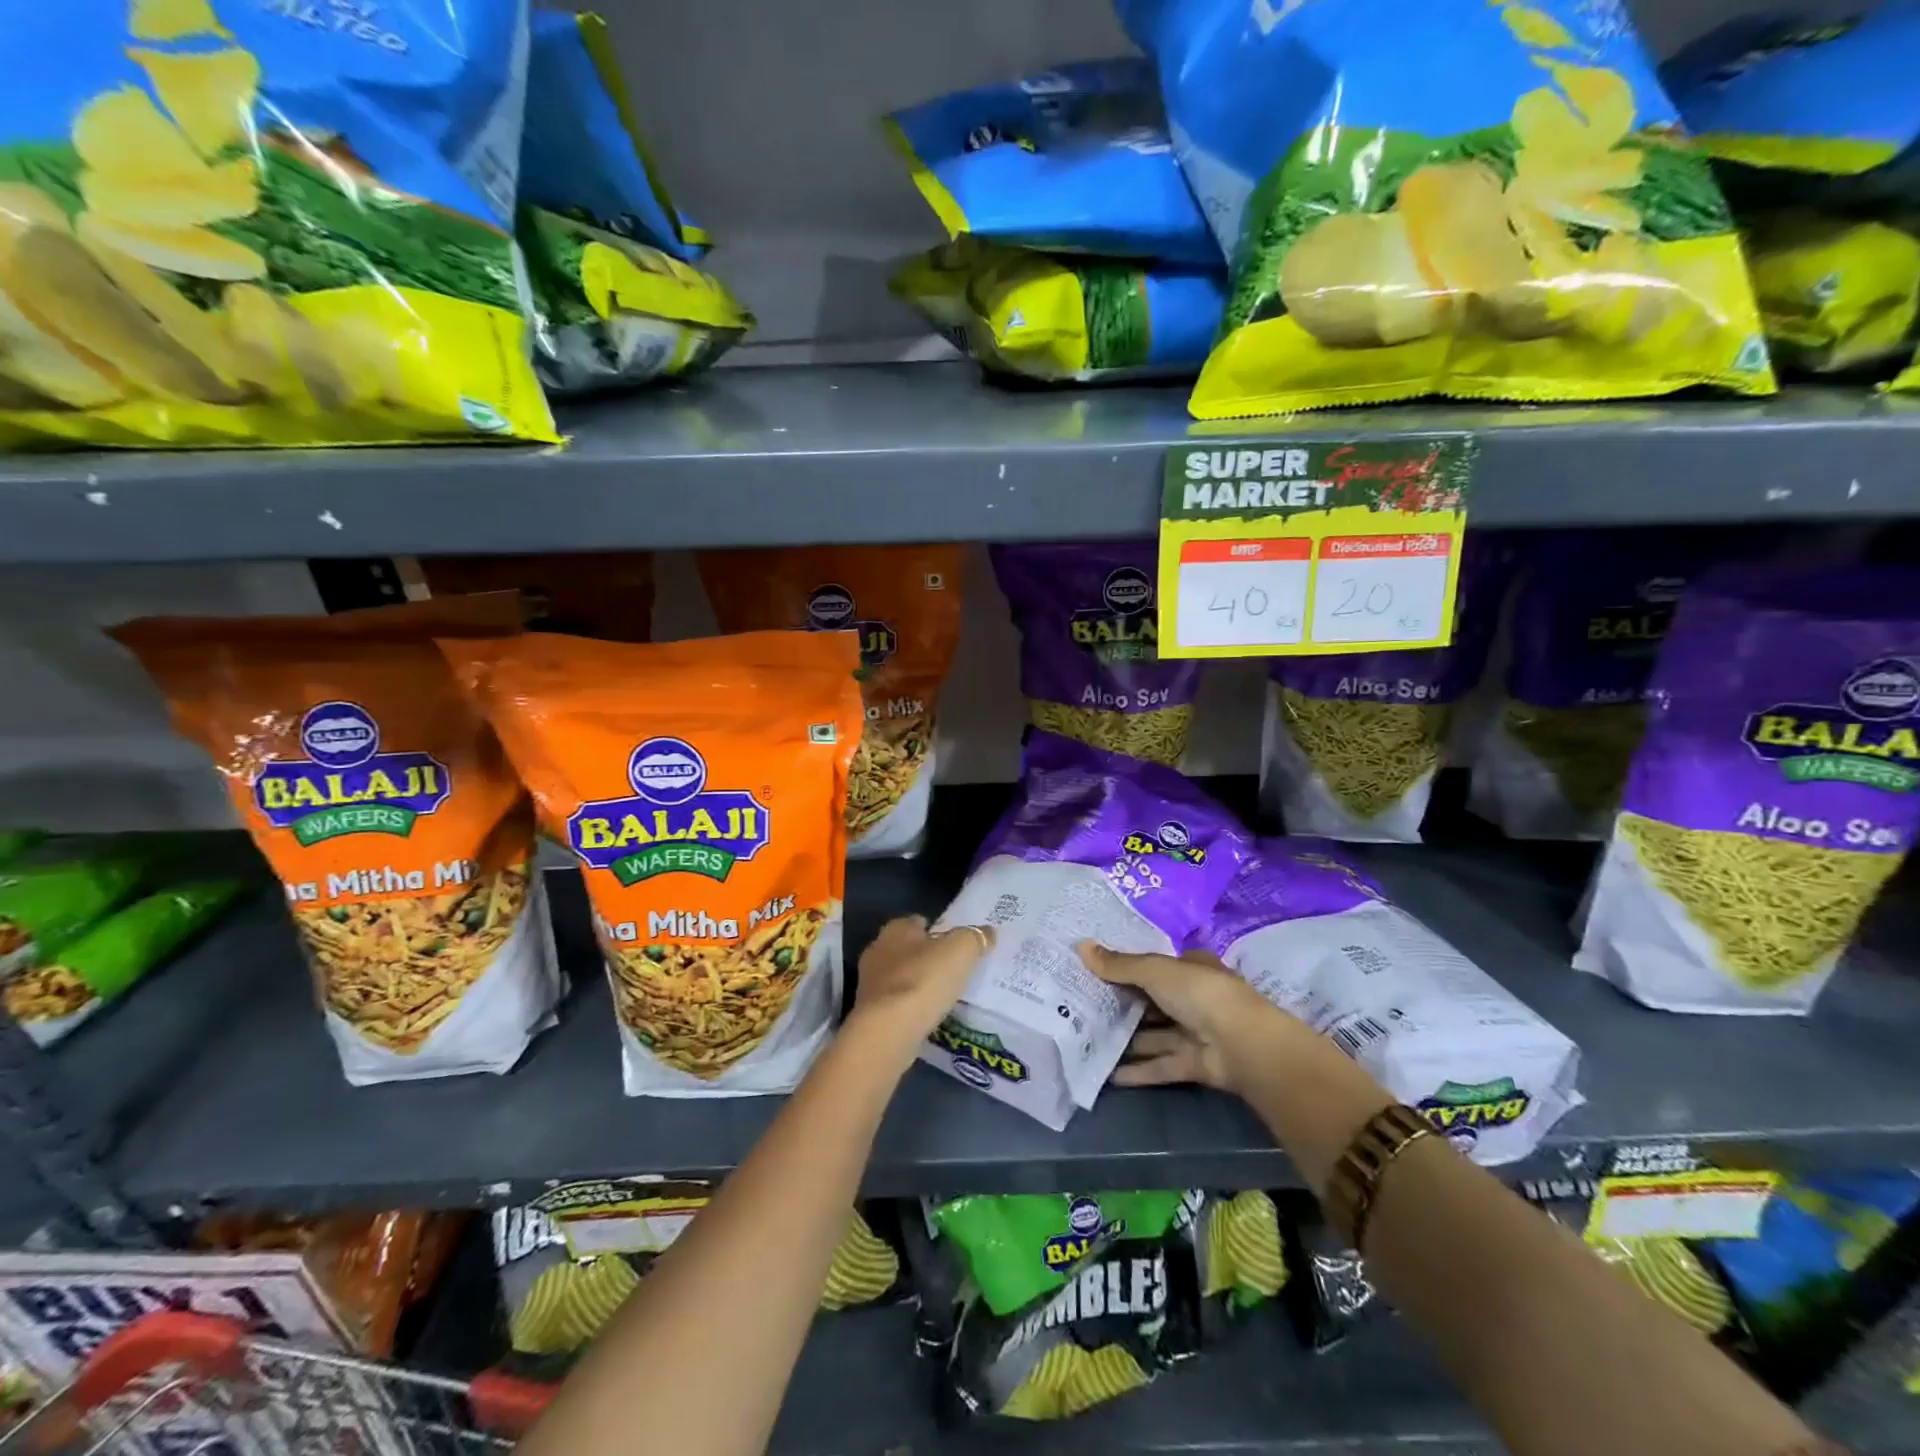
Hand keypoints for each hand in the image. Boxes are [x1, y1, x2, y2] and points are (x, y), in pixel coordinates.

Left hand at [849, 915, 993, 1051]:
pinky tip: (929, 1017)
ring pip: (902, 977)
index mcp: (896, 929)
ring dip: (920, 984)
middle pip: (910, 949)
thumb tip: (988, 932)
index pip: (920, 921)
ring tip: (946, 996)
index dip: (940, 930)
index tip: (959, 945)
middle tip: (956, 971)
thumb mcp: (960, 951)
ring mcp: (870, 984)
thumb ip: (975, 938)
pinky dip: (912, 1007)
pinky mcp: (871, 1013)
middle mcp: (878, 950)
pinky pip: (898, 1004)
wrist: (888, 1032)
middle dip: (929, 958)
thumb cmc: (923, 981)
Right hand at [1076, 942, 1285, 1094]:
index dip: (1126, 967)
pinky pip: (1162, 1065)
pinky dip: (1138, 1070)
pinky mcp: (1196, 1064)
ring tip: (1088, 1041)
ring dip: (1127, 1040)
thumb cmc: (1200, 994)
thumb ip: (1119, 965)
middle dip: (1122, 1005)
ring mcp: (1197, 1033)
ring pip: (1155, 1035)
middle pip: (1152, 1001)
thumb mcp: (1155, 971)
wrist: (1245, 1046)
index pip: (1154, 966)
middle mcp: (1194, 998)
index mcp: (1191, 968)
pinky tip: (1108, 1075)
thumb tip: (1081, 946)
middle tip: (1082, 1007)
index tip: (1094, 972)